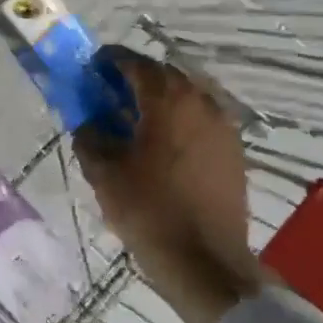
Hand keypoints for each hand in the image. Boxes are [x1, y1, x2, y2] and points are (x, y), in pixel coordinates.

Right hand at [74, 50, 268, 322]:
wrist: (205, 261)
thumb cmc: (149, 209)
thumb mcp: (103, 171)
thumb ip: (89, 134)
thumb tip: (88, 120)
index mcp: (168, 100)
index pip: (135, 63)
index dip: (109, 61)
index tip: (89, 69)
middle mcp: (202, 102)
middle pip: (163, 76)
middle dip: (134, 79)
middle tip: (107, 94)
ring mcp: (223, 127)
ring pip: (185, 97)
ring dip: (158, 100)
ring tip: (132, 120)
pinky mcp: (233, 151)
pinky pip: (200, 120)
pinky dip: (177, 121)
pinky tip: (159, 144)